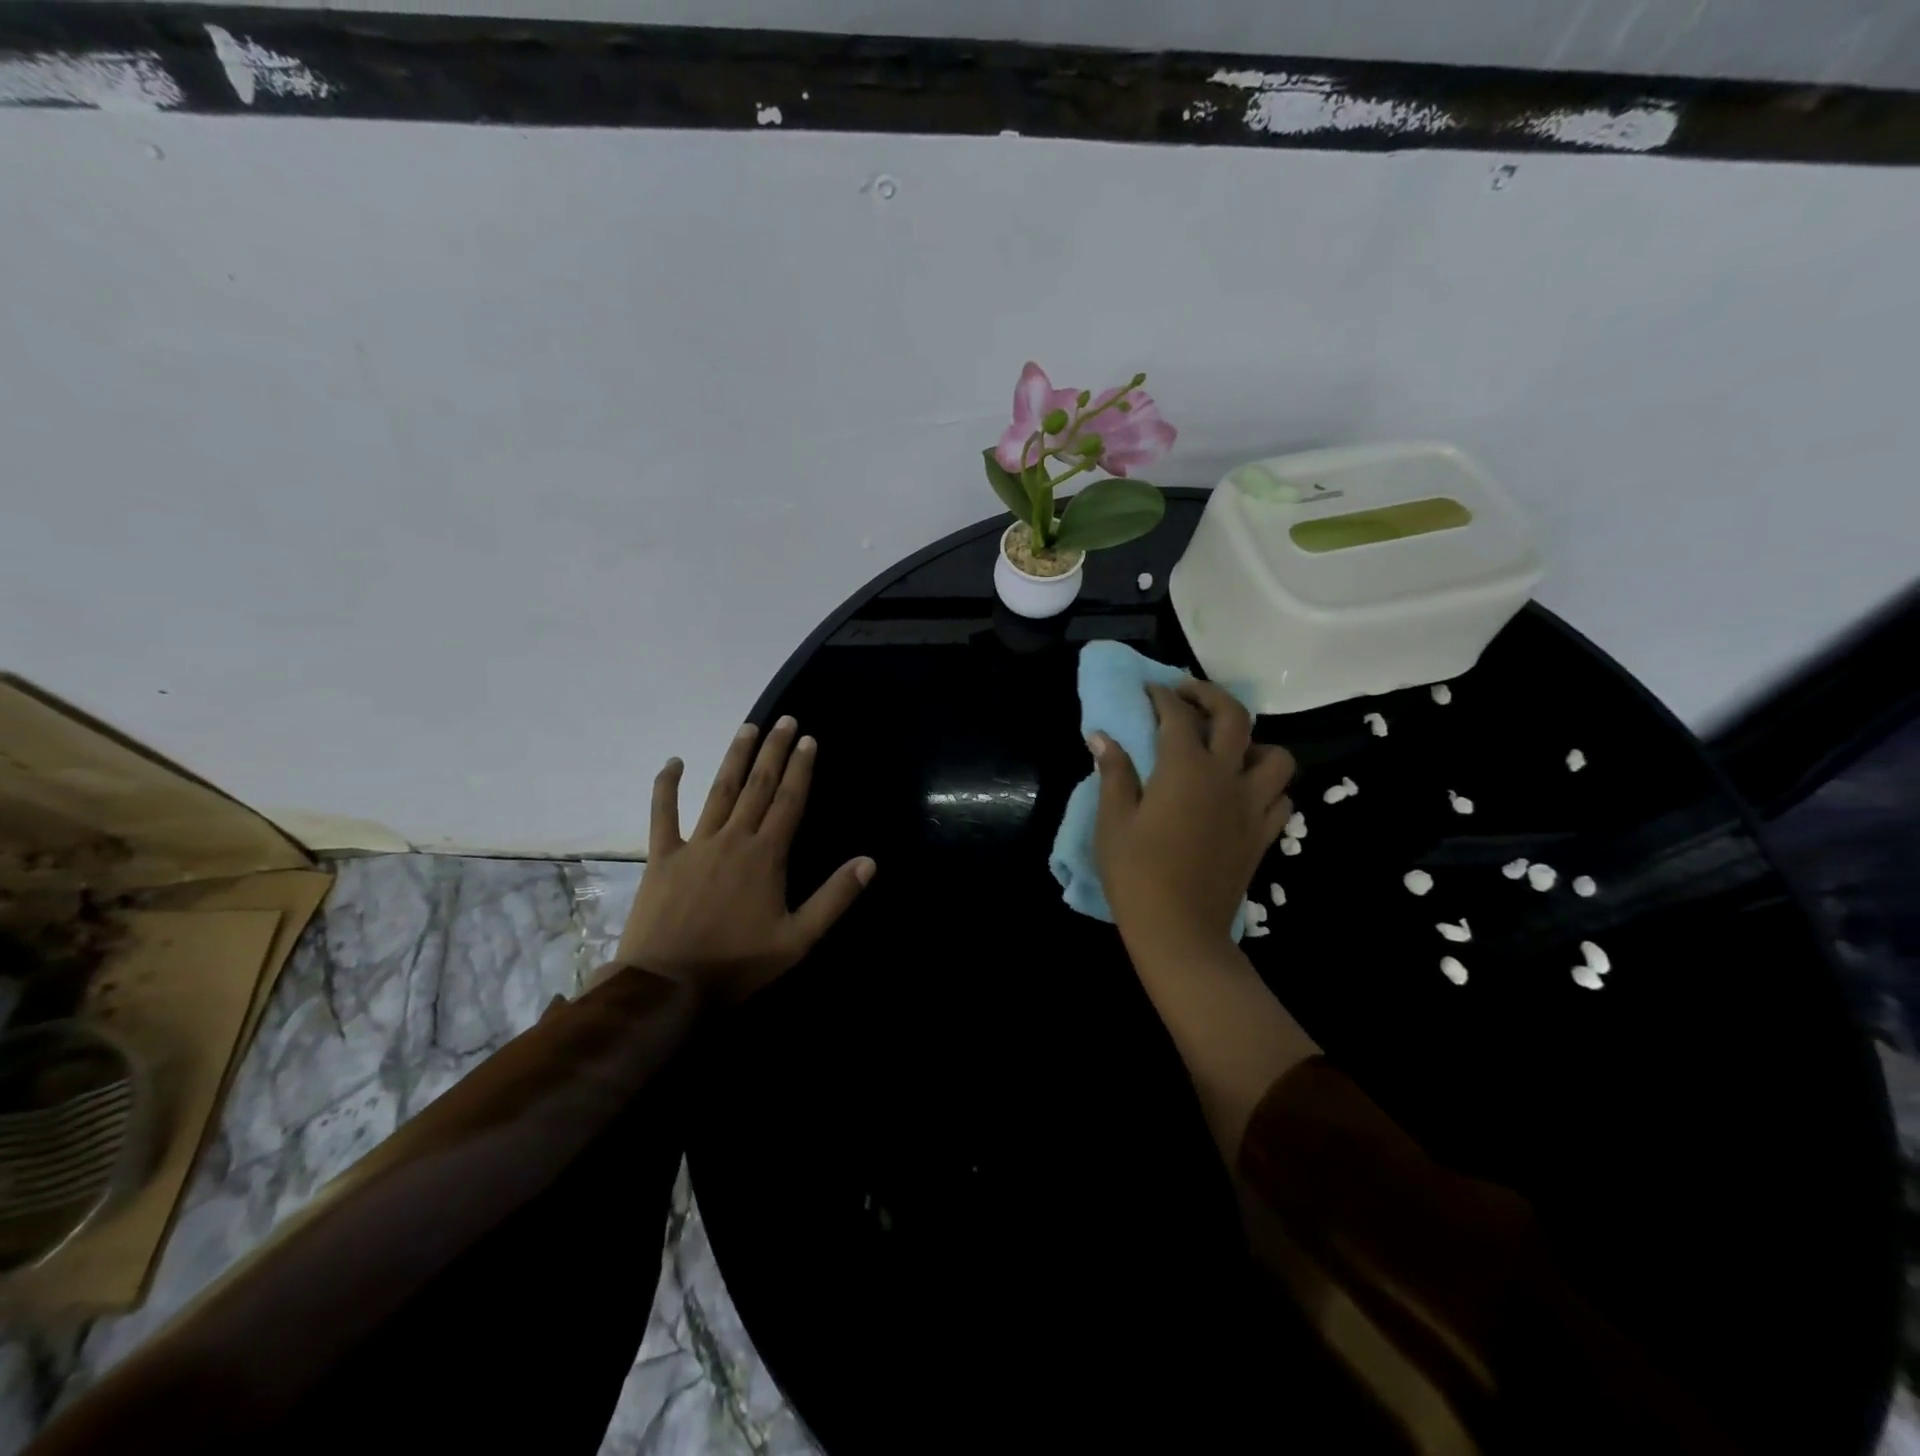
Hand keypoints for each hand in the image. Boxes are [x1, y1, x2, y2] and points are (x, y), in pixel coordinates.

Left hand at [613, 716, 875, 1005]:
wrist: (668, 986)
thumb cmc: (737, 964)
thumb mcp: (798, 939)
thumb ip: (834, 898)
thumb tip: (869, 861)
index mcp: (766, 855)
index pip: (789, 801)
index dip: (801, 768)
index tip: (809, 739)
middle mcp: (733, 838)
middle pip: (758, 786)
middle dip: (774, 751)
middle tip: (784, 720)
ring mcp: (695, 844)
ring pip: (719, 791)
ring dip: (735, 757)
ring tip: (748, 727)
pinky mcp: (662, 857)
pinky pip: (663, 814)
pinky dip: (666, 787)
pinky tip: (673, 762)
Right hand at [1091, 679, 1293, 958]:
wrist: (1179, 929)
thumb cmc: (1136, 873)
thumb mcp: (1113, 820)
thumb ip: (1114, 773)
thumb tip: (1103, 736)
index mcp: (1185, 769)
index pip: (1177, 716)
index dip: (1161, 696)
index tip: (1148, 689)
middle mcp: (1227, 777)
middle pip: (1234, 717)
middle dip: (1209, 695)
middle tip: (1187, 695)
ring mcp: (1252, 806)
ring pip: (1275, 756)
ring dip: (1253, 742)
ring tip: (1228, 749)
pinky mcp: (1264, 835)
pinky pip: (1280, 797)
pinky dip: (1266, 785)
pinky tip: (1243, 792)